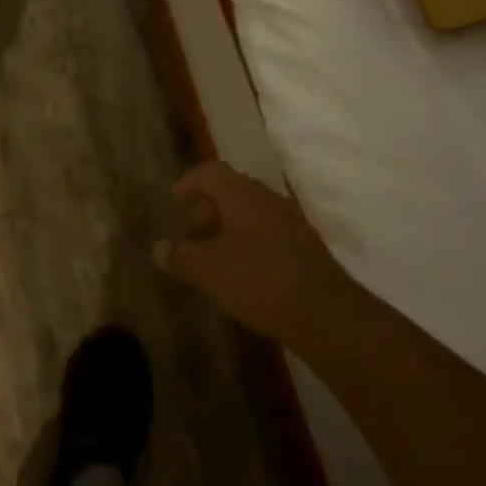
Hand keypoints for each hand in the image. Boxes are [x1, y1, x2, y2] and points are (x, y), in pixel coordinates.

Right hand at [154, 161, 346, 344]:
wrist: (326, 313)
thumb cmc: (258, 280)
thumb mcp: (208, 271)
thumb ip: (180, 256)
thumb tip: (159, 248)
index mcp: (241, 193)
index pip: (209, 172)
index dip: (188, 183)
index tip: (173, 203)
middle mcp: (267, 198)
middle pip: (231, 190)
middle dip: (207, 209)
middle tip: (190, 234)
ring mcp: (290, 221)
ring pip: (250, 213)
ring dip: (229, 228)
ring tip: (213, 257)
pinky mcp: (305, 247)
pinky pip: (268, 233)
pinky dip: (249, 244)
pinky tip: (243, 273)